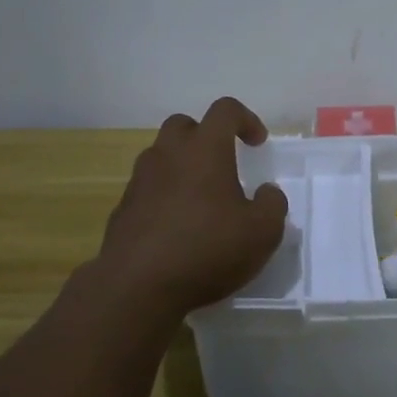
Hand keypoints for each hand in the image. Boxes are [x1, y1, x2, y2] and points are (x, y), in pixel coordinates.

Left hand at [97, 97, 288, 316]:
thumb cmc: (207, 250)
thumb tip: (267, 192)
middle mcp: (168, 154)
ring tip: (201, 200)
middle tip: (223, 164)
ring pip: (162, 156)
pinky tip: (177, 228)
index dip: (246, 119)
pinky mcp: (123, 208)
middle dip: (206, 136)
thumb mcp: (262, 232)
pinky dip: (164, 196)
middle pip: (184, 125)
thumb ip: (273, 204)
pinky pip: (148, 189)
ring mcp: (140, 180)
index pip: (225, 109)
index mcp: (204, 149)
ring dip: (182, 167)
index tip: (257, 144)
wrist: (137, 286)